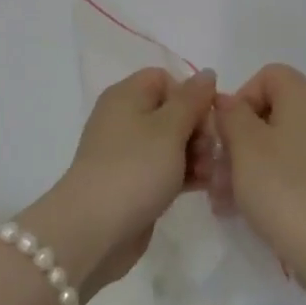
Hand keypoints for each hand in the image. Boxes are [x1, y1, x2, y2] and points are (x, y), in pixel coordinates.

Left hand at [22, 68, 217, 299]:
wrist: (95, 230)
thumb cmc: (134, 168)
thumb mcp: (169, 128)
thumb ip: (192, 99)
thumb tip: (207, 73)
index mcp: (126, 96)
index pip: (164, 79)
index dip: (189, 94)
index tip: (206, 118)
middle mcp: (125, 119)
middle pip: (172, 111)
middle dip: (198, 128)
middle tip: (210, 151)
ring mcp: (129, 153)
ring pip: (173, 143)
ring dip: (197, 154)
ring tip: (210, 174)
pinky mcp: (135, 183)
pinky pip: (167, 169)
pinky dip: (186, 174)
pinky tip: (206, 186)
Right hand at [215, 64, 305, 258]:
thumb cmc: (283, 184)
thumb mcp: (244, 143)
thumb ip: (230, 114)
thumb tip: (229, 103)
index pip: (266, 76)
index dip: (239, 99)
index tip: (224, 133)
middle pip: (271, 112)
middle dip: (238, 139)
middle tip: (215, 171)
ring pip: (278, 143)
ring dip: (247, 164)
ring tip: (223, 199)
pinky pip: (293, 167)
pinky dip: (269, 180)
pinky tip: (245, 209)